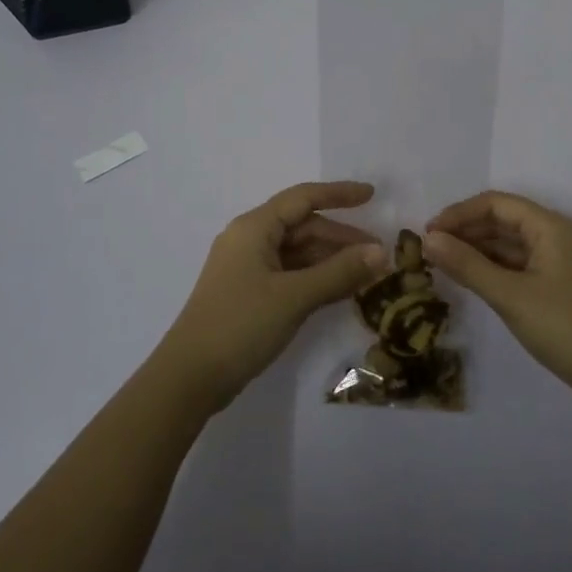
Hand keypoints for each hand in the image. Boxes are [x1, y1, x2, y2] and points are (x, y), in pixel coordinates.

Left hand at [157, 182, 387, 410]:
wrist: (190, 377)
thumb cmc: (241, 324)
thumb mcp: (295, 296)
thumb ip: (339, 272)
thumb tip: (381, 252)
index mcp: (254, 228)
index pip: (303, 198)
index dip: (339, 194)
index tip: (372, 195)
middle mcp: (250, 240)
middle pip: (303, 227)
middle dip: (341, 238)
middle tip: (379, 255)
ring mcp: (248, 268)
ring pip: (298, 253)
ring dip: (332, 261)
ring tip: (368, 275)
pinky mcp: (250, 294)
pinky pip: (291, 274)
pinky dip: (317, 279)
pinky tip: (342, 291)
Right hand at [425, 191, 571, 405]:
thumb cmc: (564, 327)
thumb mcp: (509, 295)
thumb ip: (467, 265)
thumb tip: (427, 239)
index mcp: (549, 226)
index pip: (495, 204)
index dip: (459, 214)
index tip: (427, 233)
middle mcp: (554, 235)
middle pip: (501, 220)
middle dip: (465, 231)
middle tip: (428, 250)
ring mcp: (557, 260)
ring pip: (508, 243)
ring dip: (476, 249)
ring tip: (441, 264)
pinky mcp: (556, 283)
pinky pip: (517, 264)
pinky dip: (491, 267)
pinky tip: (469, 279)